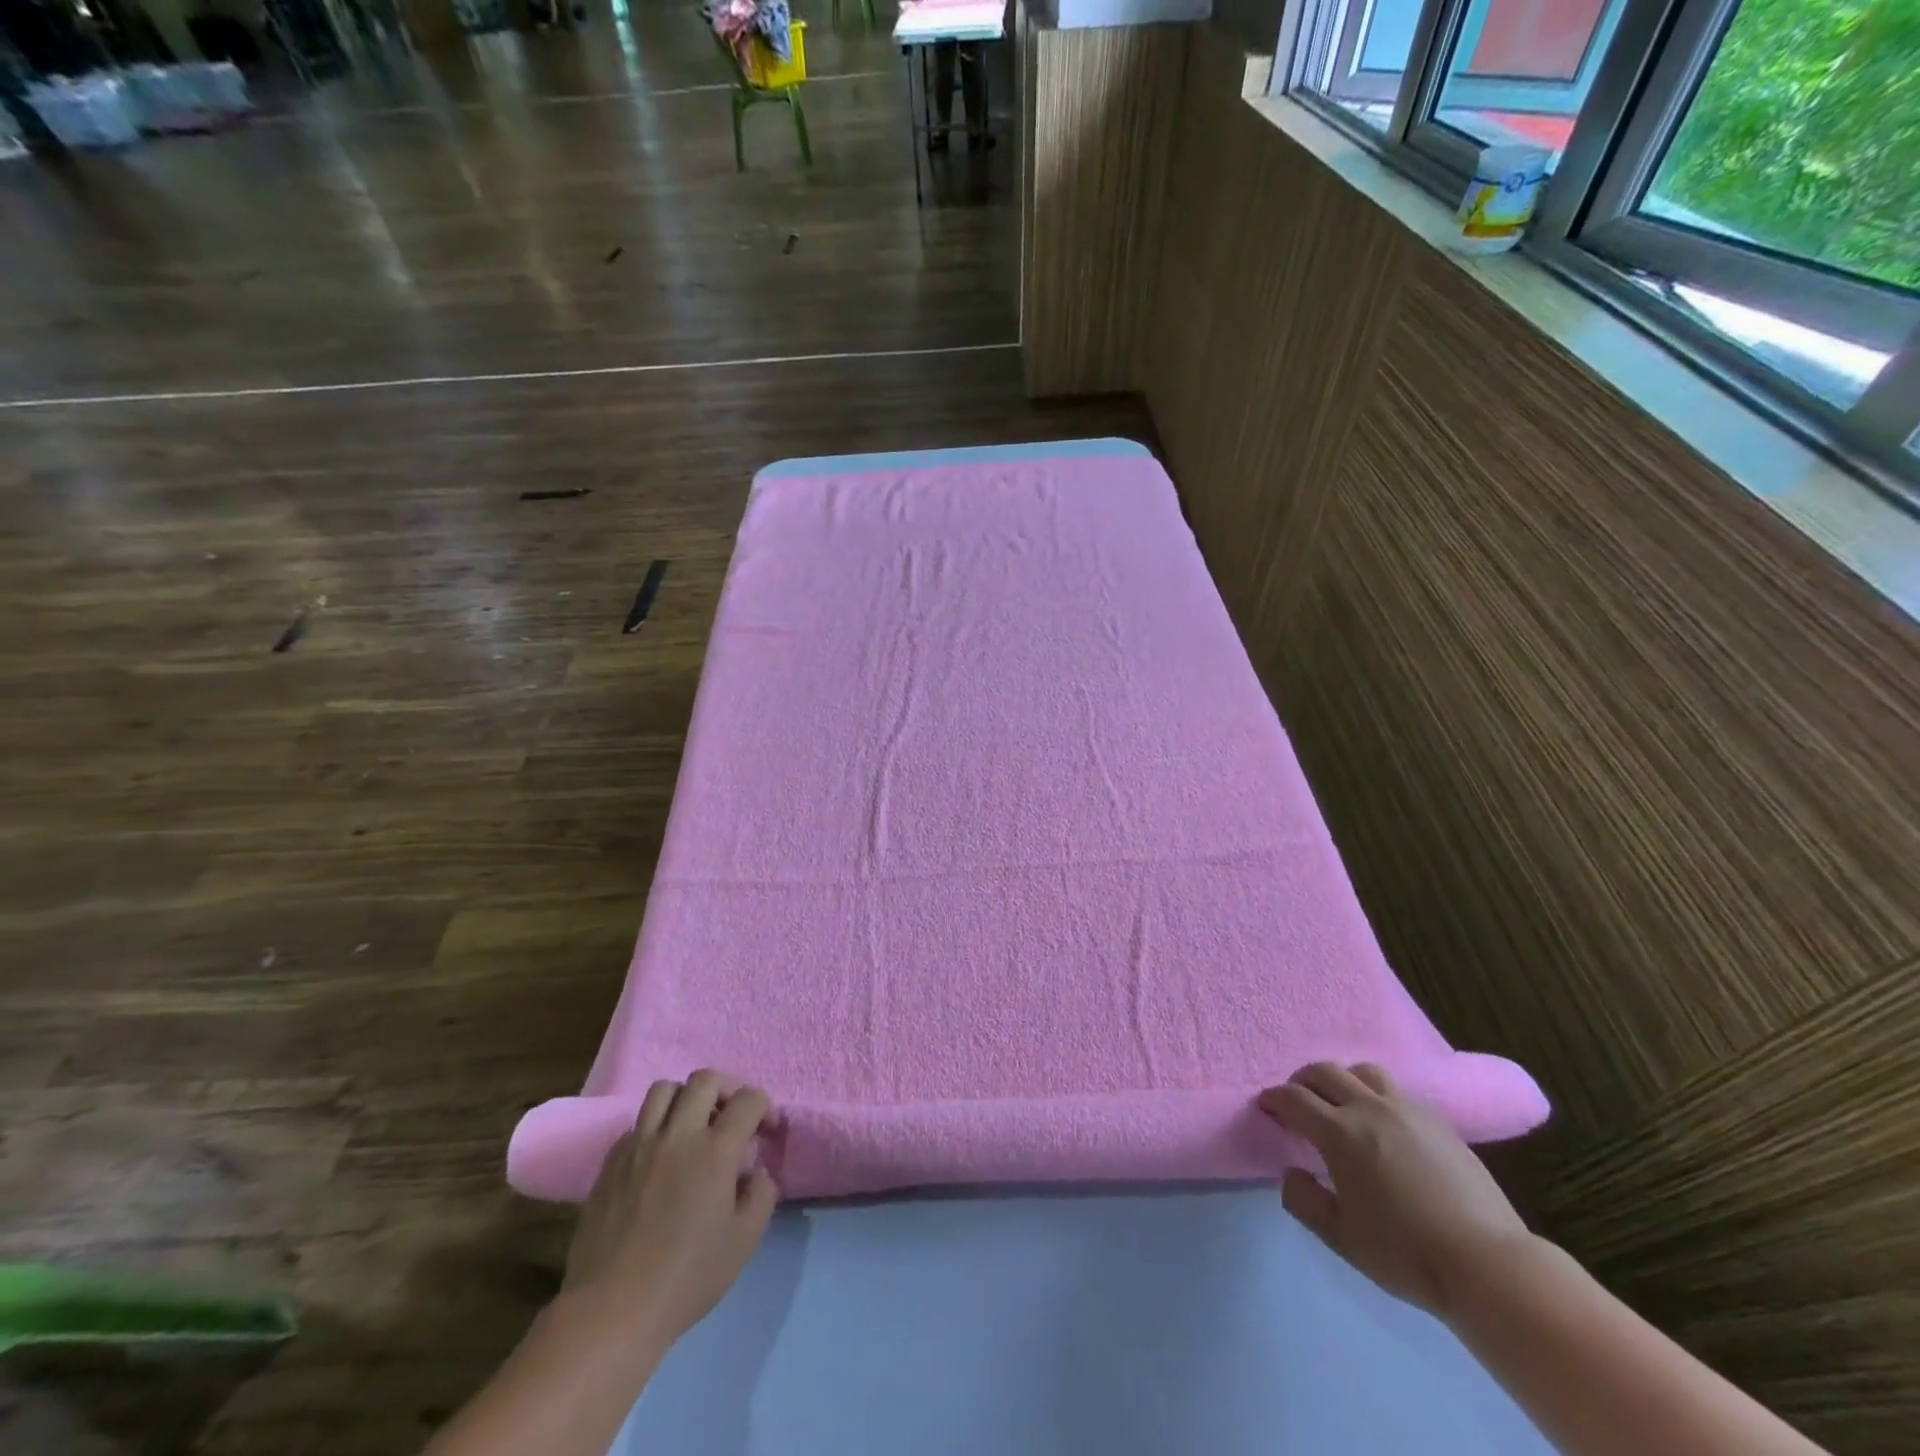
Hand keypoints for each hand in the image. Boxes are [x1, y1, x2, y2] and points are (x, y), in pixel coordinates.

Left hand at [561, 1070, 780, 1346]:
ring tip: (692, 1125)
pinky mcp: (611, 1162)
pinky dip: (654, 1128)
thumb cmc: (686, 1278)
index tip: (766, 1131)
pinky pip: (636, 1124)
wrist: (612, 1310)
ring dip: (686, 1098)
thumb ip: (761, 1196)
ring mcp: (640, 1145)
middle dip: (727, 1089)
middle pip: (705, 1080)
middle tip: (731, 1115)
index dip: (764, 1107)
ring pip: (665, 1089)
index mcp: (716, 1150)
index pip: (748, 1100)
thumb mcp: (744, 1242)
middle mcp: (678, 1135)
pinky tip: (658, 1157)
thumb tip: (757, 1172)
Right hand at [1259, 1062, 1532, 1319]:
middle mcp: (1369, 1108)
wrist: (1488, 1265)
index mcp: (1340, 1133)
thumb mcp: (1340, 1237)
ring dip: (1342, 1079)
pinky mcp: (1438, 1120)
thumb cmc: (1406, 1253)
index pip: (1293, 1098)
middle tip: (1297, 1102)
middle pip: (1324, 1071)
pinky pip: (1396, 1089)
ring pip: (1363, 1070)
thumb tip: (1291, 1172)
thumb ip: (1303, 1200)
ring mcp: (1407, 1109)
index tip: (1266, 1107)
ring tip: (1341, 1104)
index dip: (1273, 1098)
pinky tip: (1382, 1122)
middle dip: (1302, 1081)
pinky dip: (1375, 1094)